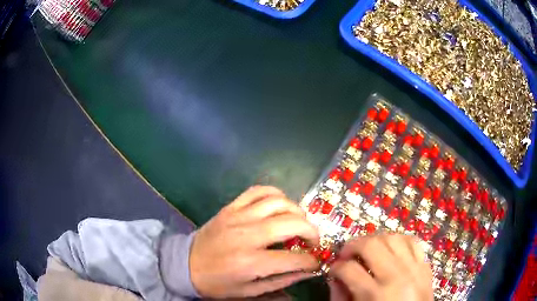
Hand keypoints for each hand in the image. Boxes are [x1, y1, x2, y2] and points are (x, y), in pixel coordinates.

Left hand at [189, 186, 319, 297]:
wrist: (185, 264)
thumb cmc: (217, 283)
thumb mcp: (249, 291)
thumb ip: (281, 281)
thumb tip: (307, 272)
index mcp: (251, 262)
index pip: (294, 258)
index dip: (311, 261)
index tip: (315, 263)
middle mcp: (247, 236)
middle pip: (292, 223)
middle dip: (312, 231)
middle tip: (313, 241)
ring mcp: (238, 217)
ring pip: (278, 202)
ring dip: (297, 211)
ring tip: (299, 223)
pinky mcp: (230, 207)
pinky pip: (258, 191)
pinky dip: (275, 194)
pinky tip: (280, 205)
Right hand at [329, 234, 432, 300]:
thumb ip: (341, 298)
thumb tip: (336, 279)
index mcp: (376, 294)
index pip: (349, 269)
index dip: (336, 267)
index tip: (334, 270)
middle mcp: (396, 276)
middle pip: (371, 245)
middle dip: (353, 246)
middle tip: (346, 254)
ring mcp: (414, 268)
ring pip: (392, 237)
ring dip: (375, 240)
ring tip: (368, 250)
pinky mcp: (425, 265)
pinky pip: (412, 241)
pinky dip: (398, 241)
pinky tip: (390, 249)